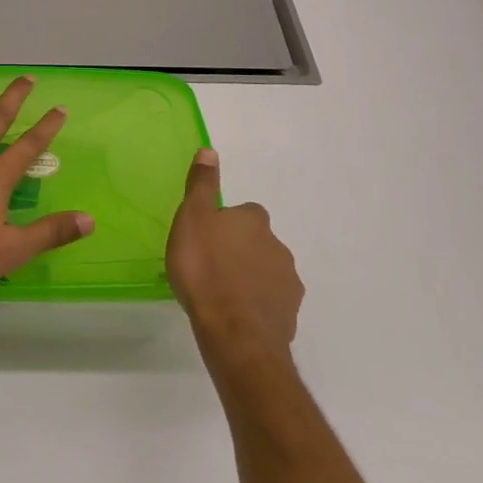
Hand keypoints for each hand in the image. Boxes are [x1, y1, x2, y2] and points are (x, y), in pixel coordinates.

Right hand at [166, 149, 302, 355]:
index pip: (243, 212)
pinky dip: (256, 304)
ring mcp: (288, 281)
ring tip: (220, 293)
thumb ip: (202, 186)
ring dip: (248, 277)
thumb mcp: (192, 219)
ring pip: (265, 271)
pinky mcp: (290, 314)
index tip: (206, 238)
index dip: (225, 223)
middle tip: (210, 266)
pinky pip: (270, 301)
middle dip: (239, 250)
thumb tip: (210, 150)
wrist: (235, 333)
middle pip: (256, 241)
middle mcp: (277, 245)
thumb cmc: (205, 270)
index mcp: (254, 221)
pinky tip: (235, 315)